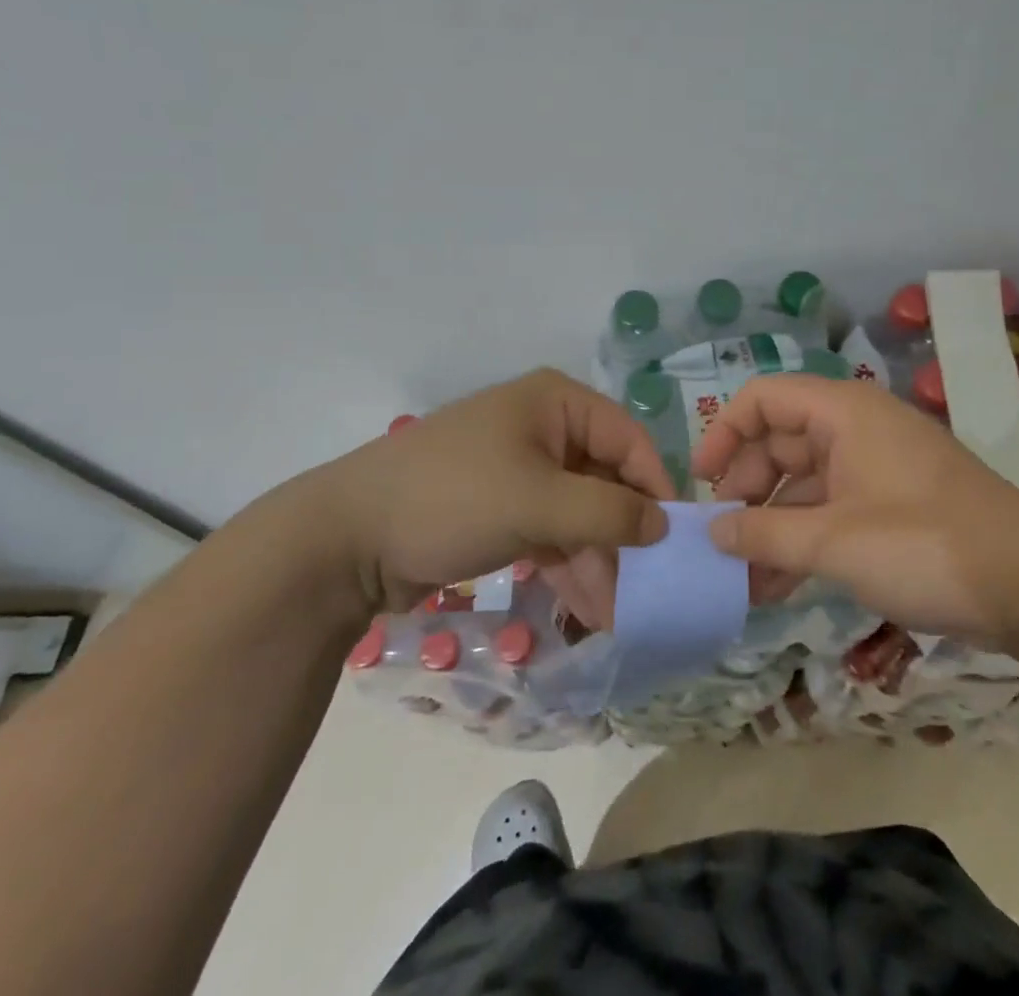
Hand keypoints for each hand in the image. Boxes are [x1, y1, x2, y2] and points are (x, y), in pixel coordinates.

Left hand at [294, 369, 670, 618]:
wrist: (344, 539)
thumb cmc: (451, 499)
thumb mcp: (537, 504)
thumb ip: (609, 513)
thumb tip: (663, 525)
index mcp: (556, 404)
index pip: (629, 439)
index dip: (655, 487)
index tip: (675, 541)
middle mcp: (545, 428)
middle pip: (606, 479)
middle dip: (625, 536)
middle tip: (648, 590)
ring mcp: (522, 469)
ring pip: (580, 512)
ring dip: (600, 560)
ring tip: (619, 615)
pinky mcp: (503, 508)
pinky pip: (553, 532)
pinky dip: (570, 566)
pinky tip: (589, 610)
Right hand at [694, 375, 1018, 645]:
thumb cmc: (924, 544)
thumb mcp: (833, 541)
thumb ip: (764, 534)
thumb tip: (713, 531)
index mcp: (843, 413)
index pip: (764, 398)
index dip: (724, 433)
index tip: (701, 484)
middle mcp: (858, 428)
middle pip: (781, 440)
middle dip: (747, 489)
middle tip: (723, 538)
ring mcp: (877, 467)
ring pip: (805, 482)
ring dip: (772, 524)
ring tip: (742, 577)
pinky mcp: (894, 503)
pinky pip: (832, 508)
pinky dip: (804, 538)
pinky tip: (778, 585)